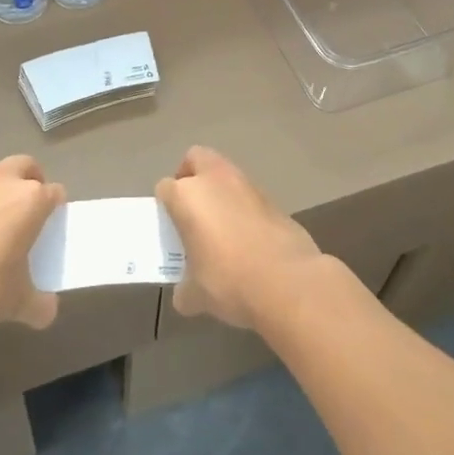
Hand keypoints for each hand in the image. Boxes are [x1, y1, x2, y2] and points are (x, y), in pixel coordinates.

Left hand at [0, 155, 64, 337]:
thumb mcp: (16, 303)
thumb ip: (38, 304)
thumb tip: (47, 311)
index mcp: (30, 199)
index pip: (55, 193)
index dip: (57, 210)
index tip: (52, 229)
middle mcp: (1, 182)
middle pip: (25, 167)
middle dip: (31, 182)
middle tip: (29, 213)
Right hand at [156, 146, 323, 331]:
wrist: (288, 282)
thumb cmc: (230, 282)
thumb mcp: (196, 295)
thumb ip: (184, 289)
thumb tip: (185, 294)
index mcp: (187, 196)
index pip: (165, 188)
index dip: (165, 206)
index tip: (171, 227)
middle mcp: (215, 180)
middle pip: (195, 159)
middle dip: (190, 176)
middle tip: (191, 209)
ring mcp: (247, 185)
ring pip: (225, 174)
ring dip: (219, 191)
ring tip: (221, 226)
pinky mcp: (273, 198)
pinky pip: (248, 195)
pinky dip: (243, 207)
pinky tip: (247, 237)